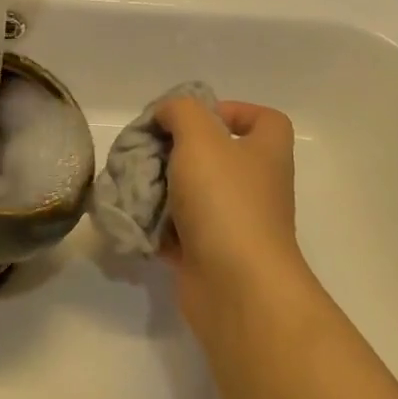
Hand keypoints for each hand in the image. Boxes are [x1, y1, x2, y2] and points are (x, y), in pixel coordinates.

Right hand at [154, 98, 317, 327]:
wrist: (236, 287)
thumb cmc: (225, 201)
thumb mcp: (200, 137)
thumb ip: (180, 112)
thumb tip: (166, 114)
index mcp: (265, 154)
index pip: (262, 120)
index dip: (231, 111)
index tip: (191, 119)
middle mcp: (255, 187)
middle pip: (216, 156)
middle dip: (177, 150)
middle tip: (146, 150)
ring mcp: (234, 224)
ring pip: (192, 193)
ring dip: (160, 187)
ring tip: (132, 183)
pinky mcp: (209, 254)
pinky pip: (178, 230)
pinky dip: (155, 225)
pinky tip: (134, 216)